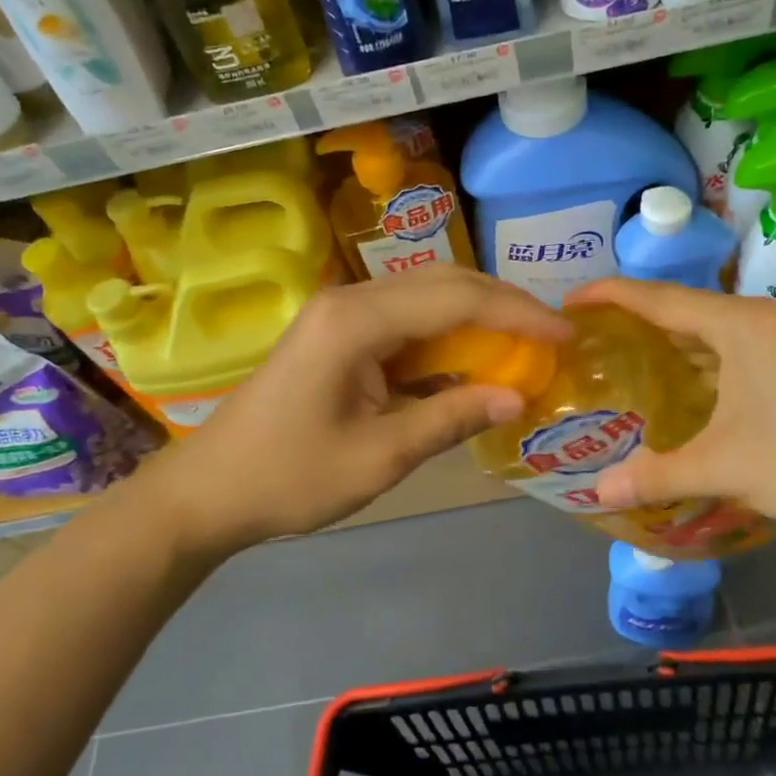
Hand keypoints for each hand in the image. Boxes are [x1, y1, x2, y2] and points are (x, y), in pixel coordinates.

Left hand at [145, 268, 572, 556]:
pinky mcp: (339, 333)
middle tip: (552, 337)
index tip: (565, 334)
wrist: (210, 490)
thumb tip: (517, 397)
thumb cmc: (290, 477)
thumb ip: (451, 418)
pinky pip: (406, 322)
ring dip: (478, 317)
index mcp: (356, 321)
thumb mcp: (380, 456)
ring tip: (525, 345)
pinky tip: (473, 360)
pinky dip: (447, 337)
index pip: (456, 299)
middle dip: (503, 306)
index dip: (518, 313)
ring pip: (427, 298)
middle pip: (444, 284)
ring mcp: (342, 313)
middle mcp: (351, 300)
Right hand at [570, 278, 775, 538]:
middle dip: (629, 320)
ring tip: (610, 359)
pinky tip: (664, 390)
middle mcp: (756, 321)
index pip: (660, 299)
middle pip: (679, 310)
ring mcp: (774, 342)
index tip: (567, 302)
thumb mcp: (725, 468)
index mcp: (740, 325)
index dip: (610, 296)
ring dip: (660, 343)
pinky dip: (688, 365)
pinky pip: (721, 353)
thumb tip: (598, 492)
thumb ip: (656, 474)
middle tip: (580, 338)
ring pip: (702, 333)